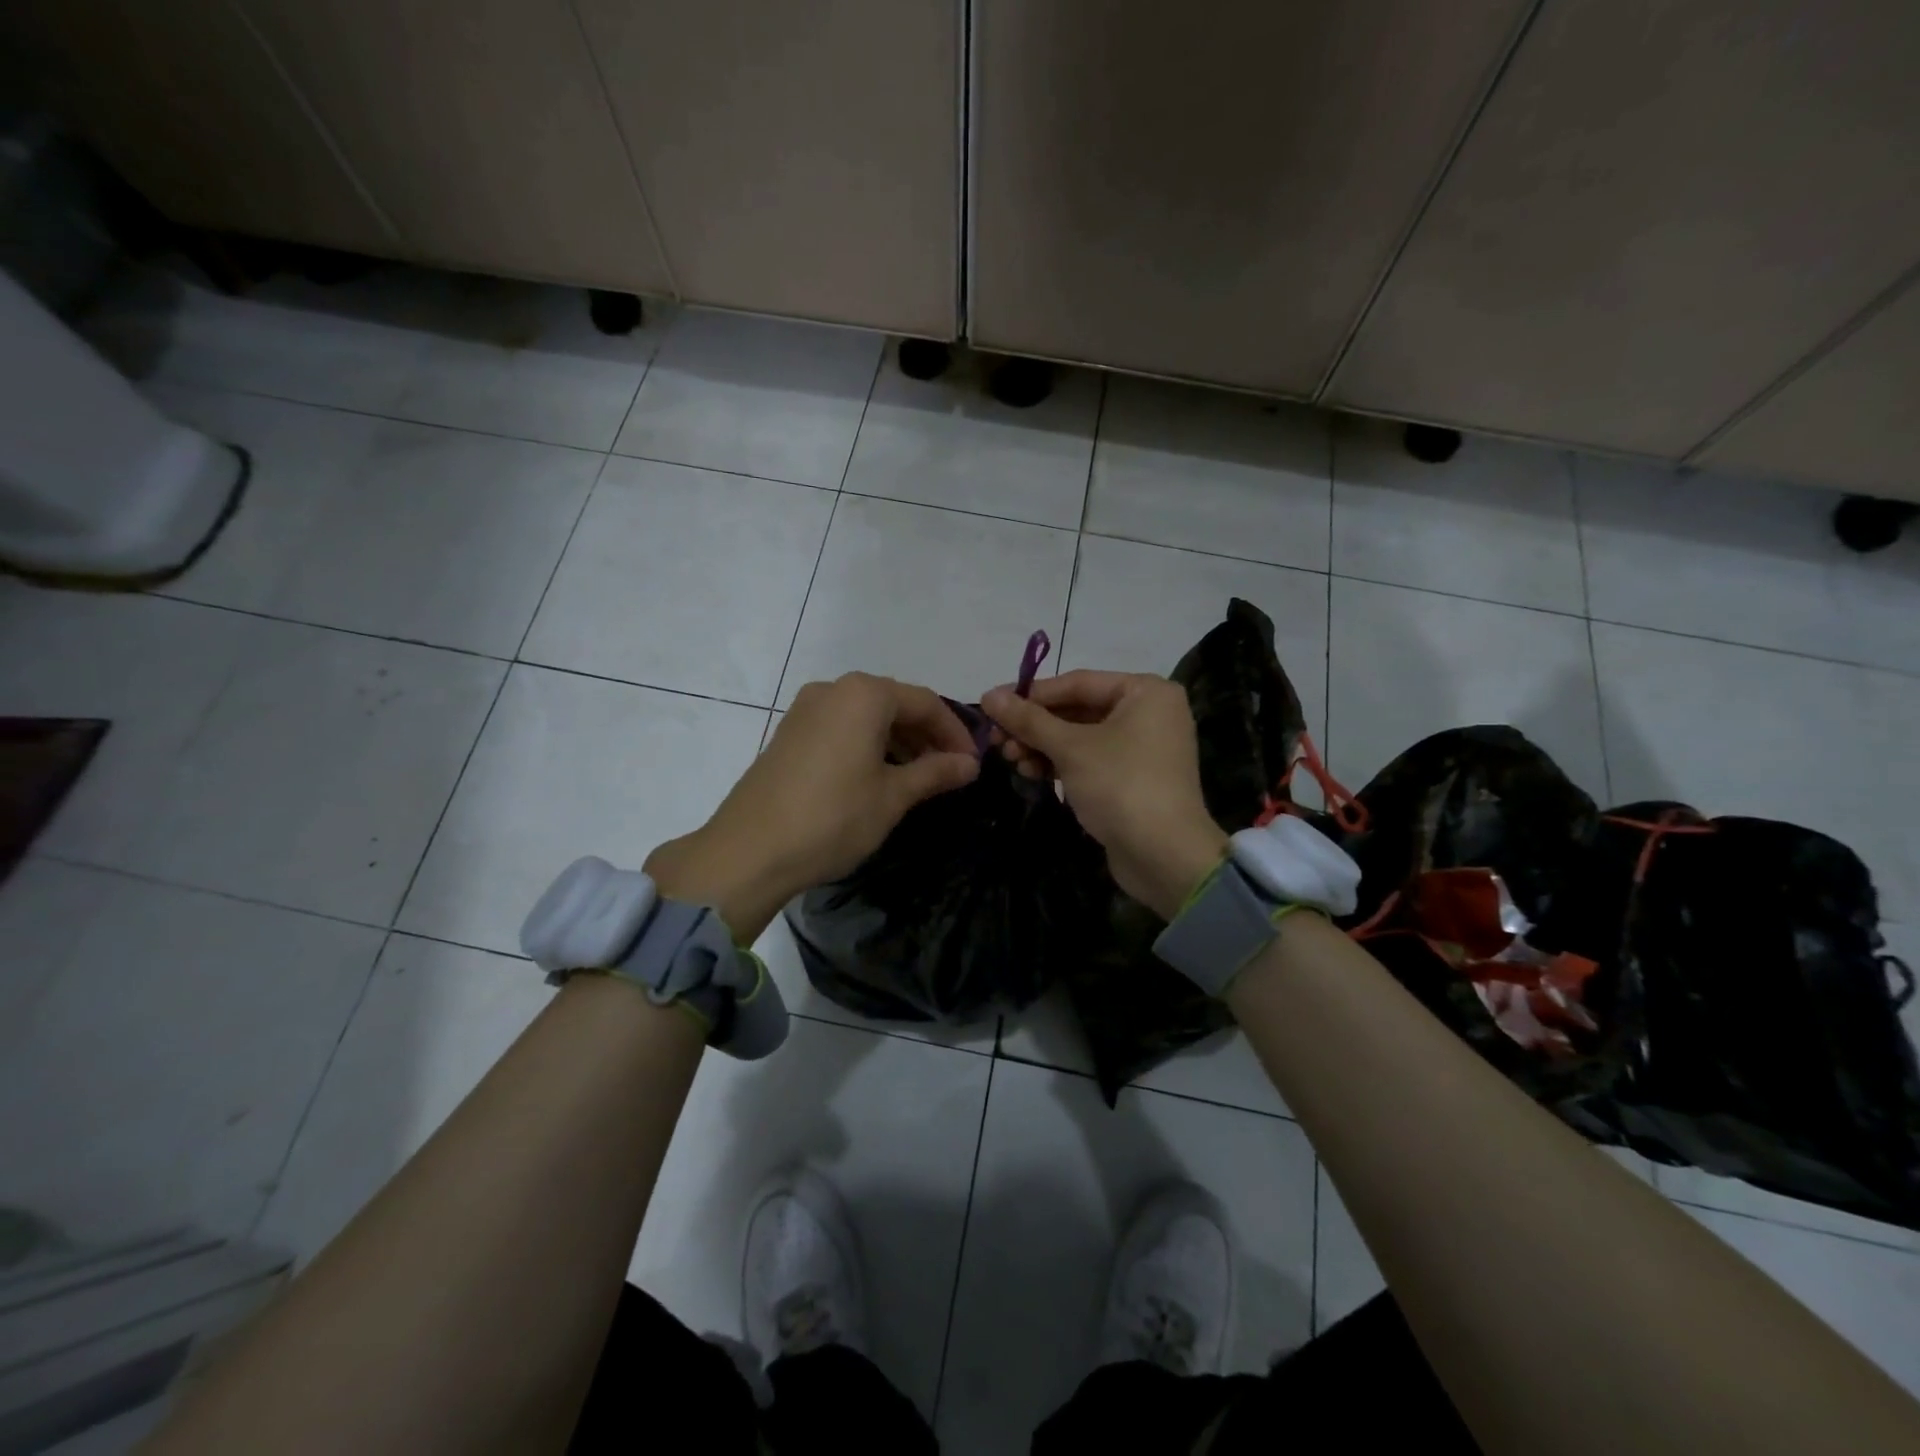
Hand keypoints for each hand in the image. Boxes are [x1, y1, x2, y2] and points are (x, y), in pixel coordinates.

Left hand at [646, 673, 978, 939]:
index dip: (955, 732)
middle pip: (894, 703)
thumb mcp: (893, 796)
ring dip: (898, 741)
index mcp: (864, 694)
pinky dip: (868, 745)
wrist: (749, 851)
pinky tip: (879, 776)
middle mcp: (833, 689)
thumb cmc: (833, 817)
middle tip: (950, 771)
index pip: (925, 702)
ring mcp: (805, 710)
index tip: (973, 763)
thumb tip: (970, 764)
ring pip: (866, 716)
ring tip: (919, 777)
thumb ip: (935, 773)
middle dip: (927, 735)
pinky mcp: (789, 733)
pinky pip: (841, 728)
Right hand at [982, 671, 1226, 918]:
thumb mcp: (1070, 748)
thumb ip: (1028, 719)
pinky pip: (1089, 760)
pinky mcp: (1132, 778)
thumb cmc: (1120, 785)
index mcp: (1144, 691)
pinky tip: (1031, 772)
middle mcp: (1148, 712)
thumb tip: (988, 695)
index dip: (1030, 694)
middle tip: (996, 739)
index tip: (990, 704)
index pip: (1076, 683)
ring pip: (1079, 737)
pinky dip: (1060, 764)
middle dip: (1034, 726)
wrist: (1164, 856)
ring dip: (1042, 746)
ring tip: (1010, 759)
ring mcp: (1142, 748)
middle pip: (1077, 709)